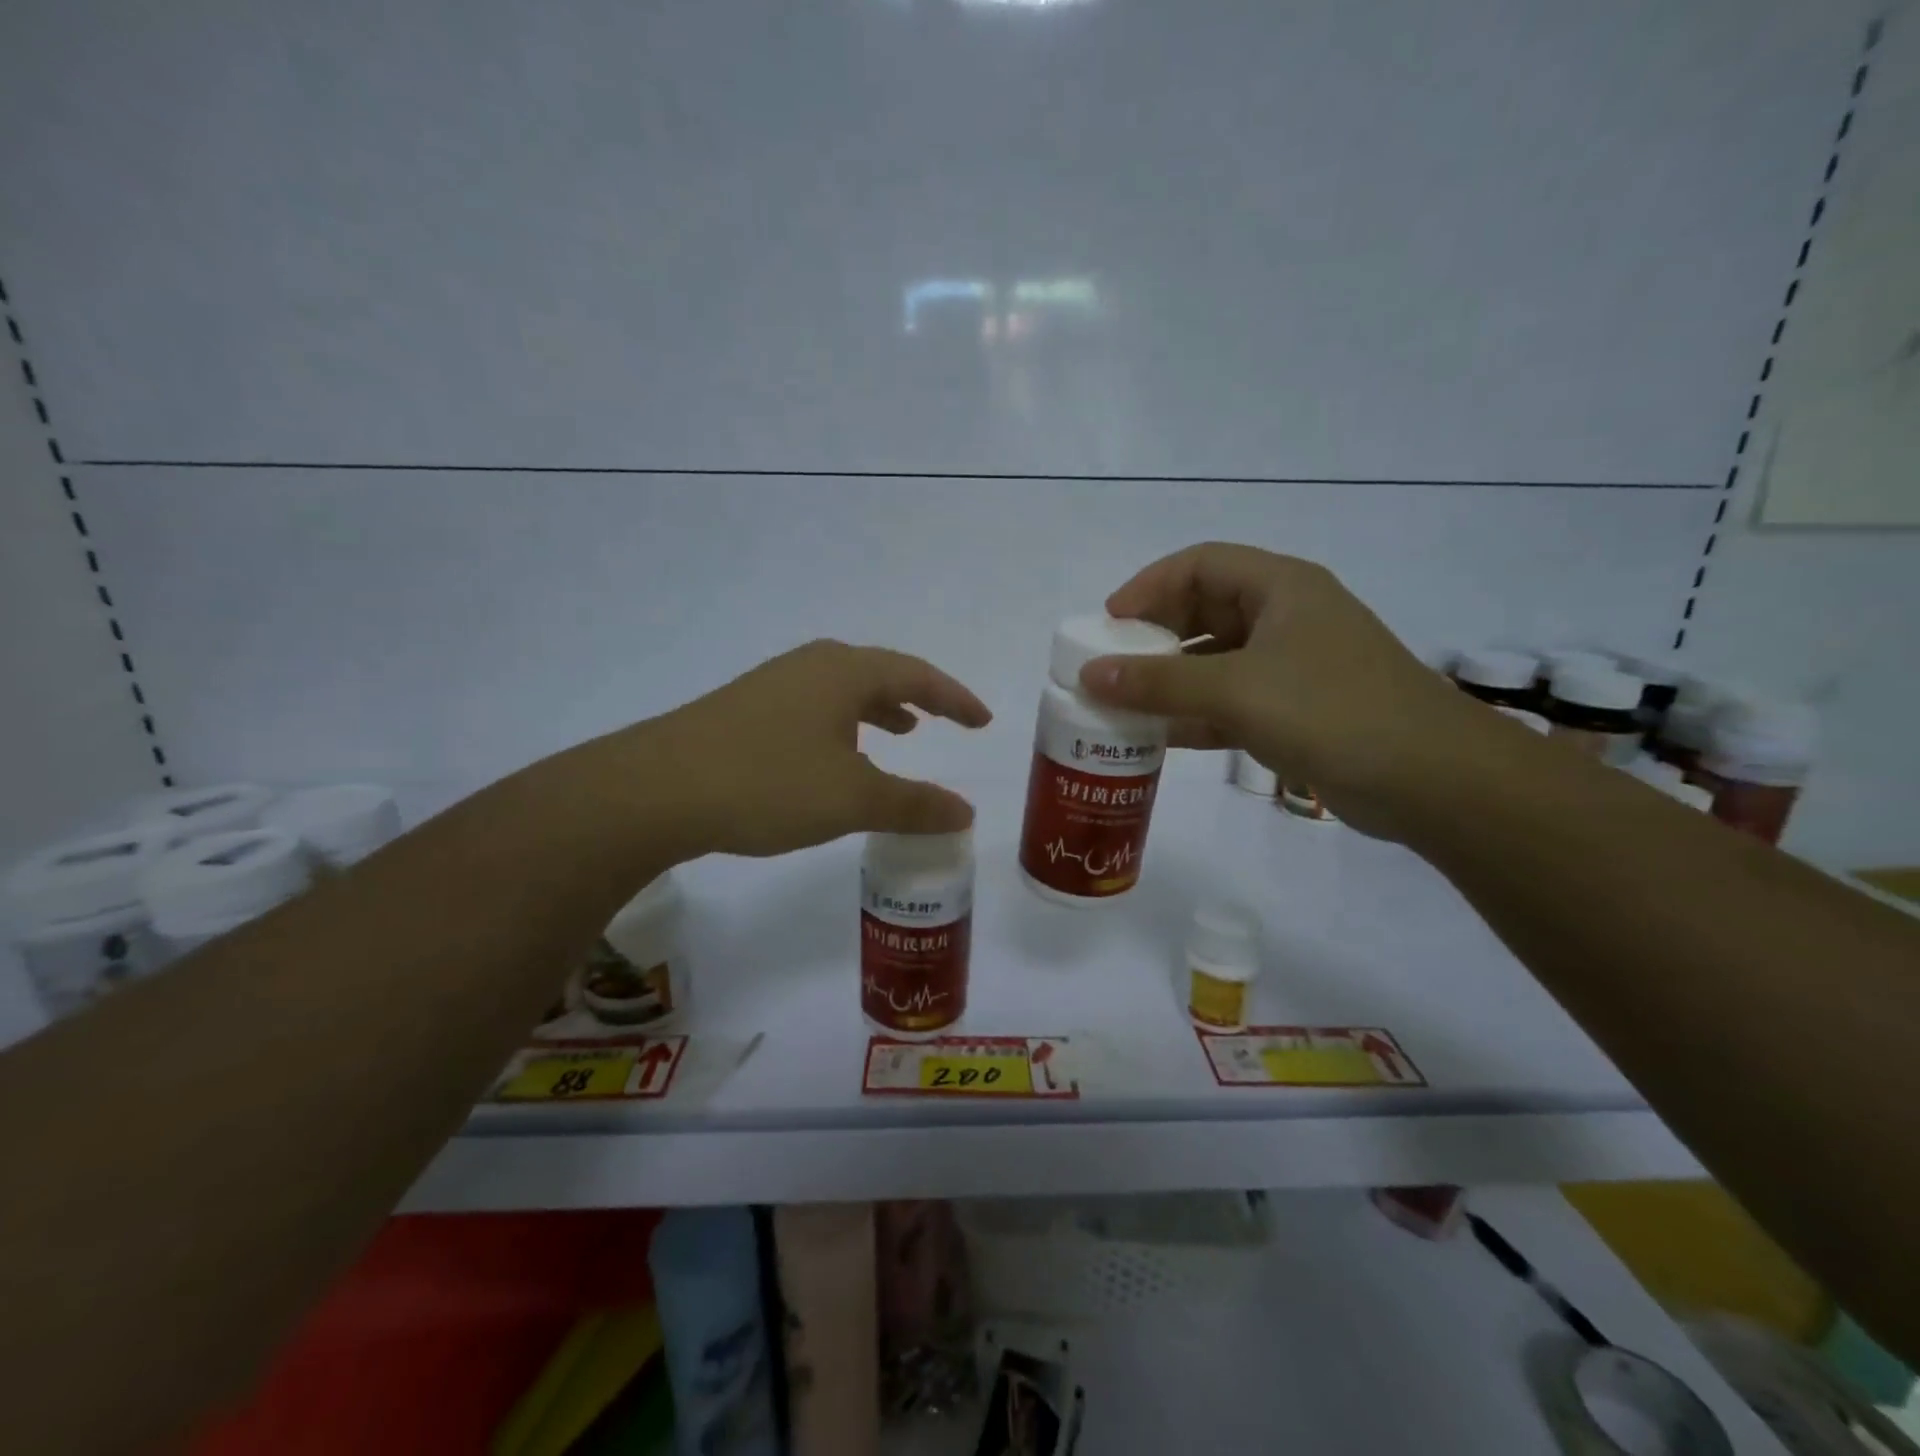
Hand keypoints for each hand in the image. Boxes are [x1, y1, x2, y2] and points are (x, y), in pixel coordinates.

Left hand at [635, 640, 991, 857]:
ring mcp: (773, 686)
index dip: (955, 698)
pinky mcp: (745, 711)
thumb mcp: (852, 798)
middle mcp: (811, 667)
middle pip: (879, 673)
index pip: (917, 675)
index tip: (983, 721)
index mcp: (844, 672)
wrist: (656, 790)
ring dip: (877, 710)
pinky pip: (814, 709)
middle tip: (943, 720)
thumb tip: (966, 812)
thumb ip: (914, 804)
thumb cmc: (768, 783)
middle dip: (917, 697)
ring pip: (842, 691)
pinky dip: (842, 726)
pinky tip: (834, 758)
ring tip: (899, 733)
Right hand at [1077, 543, 1490, 837]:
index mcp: (1280, 588)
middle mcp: (1285, 618)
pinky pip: (1230, 702)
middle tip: (1111, 667)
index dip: (1148, 586)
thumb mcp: (1236, 690)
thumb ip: (1159, 683)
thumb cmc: (1332, 711)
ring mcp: (1292, 667)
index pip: (1199, 564)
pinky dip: (1195, 716)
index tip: (1108, 623)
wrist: (1431, 780)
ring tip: (1122, 705)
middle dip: (1154, 637)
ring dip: (1170, 681)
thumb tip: (1090, 675)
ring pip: (1214, 661)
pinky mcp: (1295, 711)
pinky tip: (1158, 737)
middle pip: (1204, 611)